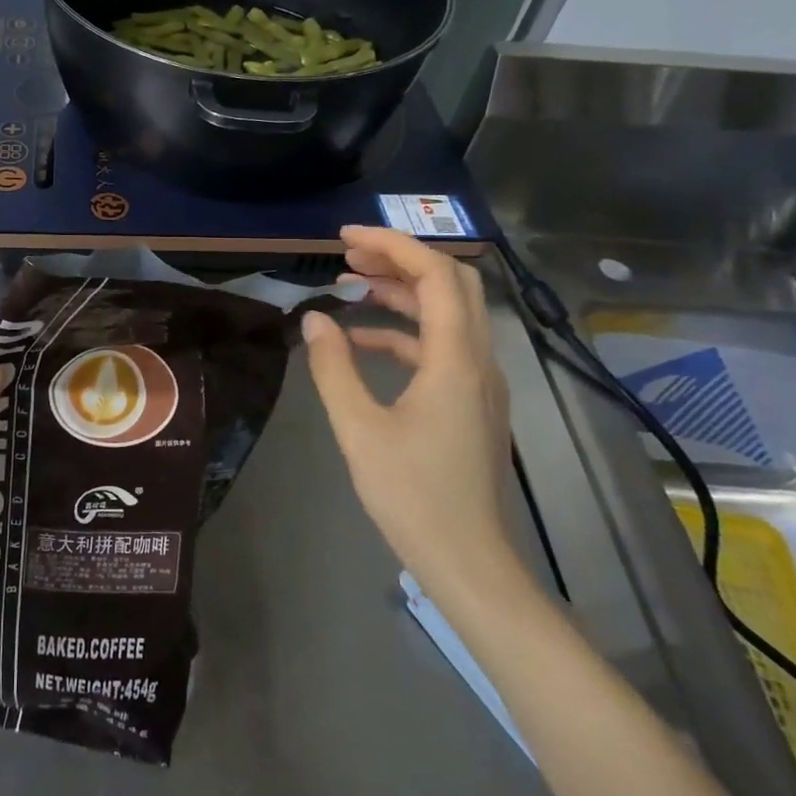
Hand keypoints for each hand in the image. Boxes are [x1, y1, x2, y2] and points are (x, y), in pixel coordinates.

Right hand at [300, 226, 515, 597]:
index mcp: (456, 360)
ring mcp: (480, 381)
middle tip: (349, 254)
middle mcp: (478, 360)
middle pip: (451, 283)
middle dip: (401, 258)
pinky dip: (405, 331)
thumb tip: (315, 319)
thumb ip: (334, 368)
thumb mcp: (358, 428)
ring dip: (402, 291)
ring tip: (352, 283)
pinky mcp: (472, 400)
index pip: (435, 276)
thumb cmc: (411, 494)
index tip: (345, 236)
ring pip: (448, 313)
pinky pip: (441, 346)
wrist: (466, 559)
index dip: (393, 245)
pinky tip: (363, 341)